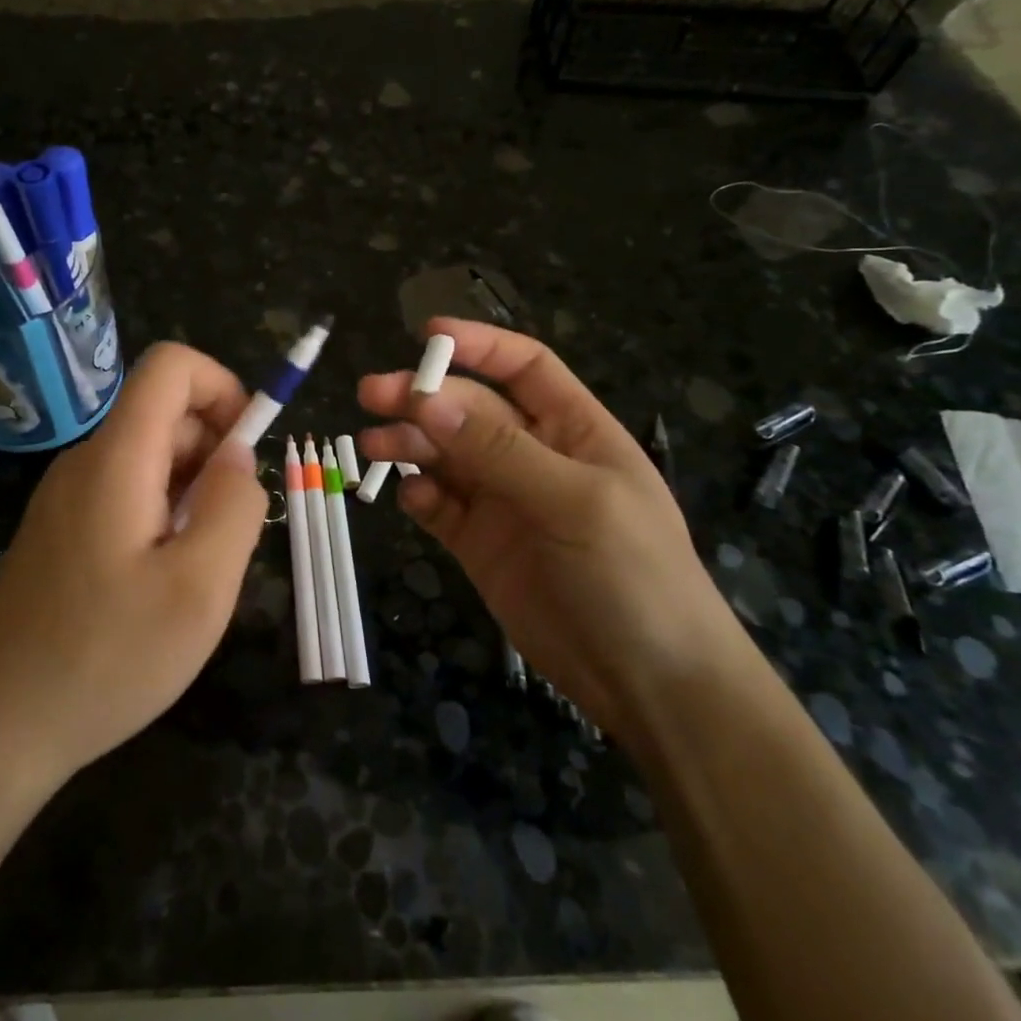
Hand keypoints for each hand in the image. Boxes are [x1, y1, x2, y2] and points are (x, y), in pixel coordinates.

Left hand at [0, 342, 267, 787]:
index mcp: (117, 457)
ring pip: (149, 458)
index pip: (170, 365)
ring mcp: (66, 497)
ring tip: (196, 567)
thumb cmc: (106, 658)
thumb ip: (234, 506)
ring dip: (190, 491)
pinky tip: (159, 583)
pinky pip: (125, 493)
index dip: (222, 386)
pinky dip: (162, 515)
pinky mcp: (60, 530)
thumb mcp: (201, 587)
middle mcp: (86, 461)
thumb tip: (238, 455)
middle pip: (163, 413)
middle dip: (213, 452)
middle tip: (226, 533)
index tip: (246, 451)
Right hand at [358, 319, 740, 737]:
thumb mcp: (575, 502)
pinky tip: (409, 499)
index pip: (525, 368)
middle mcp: (534, 457)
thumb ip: (499, 451)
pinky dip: (420, 496)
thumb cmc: (633, 576)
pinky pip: (440, 506)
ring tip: (373, 446)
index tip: (427, 336)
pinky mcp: (479, 544)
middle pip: (470, 409)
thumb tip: (428, 399)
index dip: (480, 346)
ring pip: (446, 455)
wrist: (649, 684)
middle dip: (424, 397)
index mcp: (574, 430)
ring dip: (410, 443)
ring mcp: (504, 501)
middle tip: (371, 395)